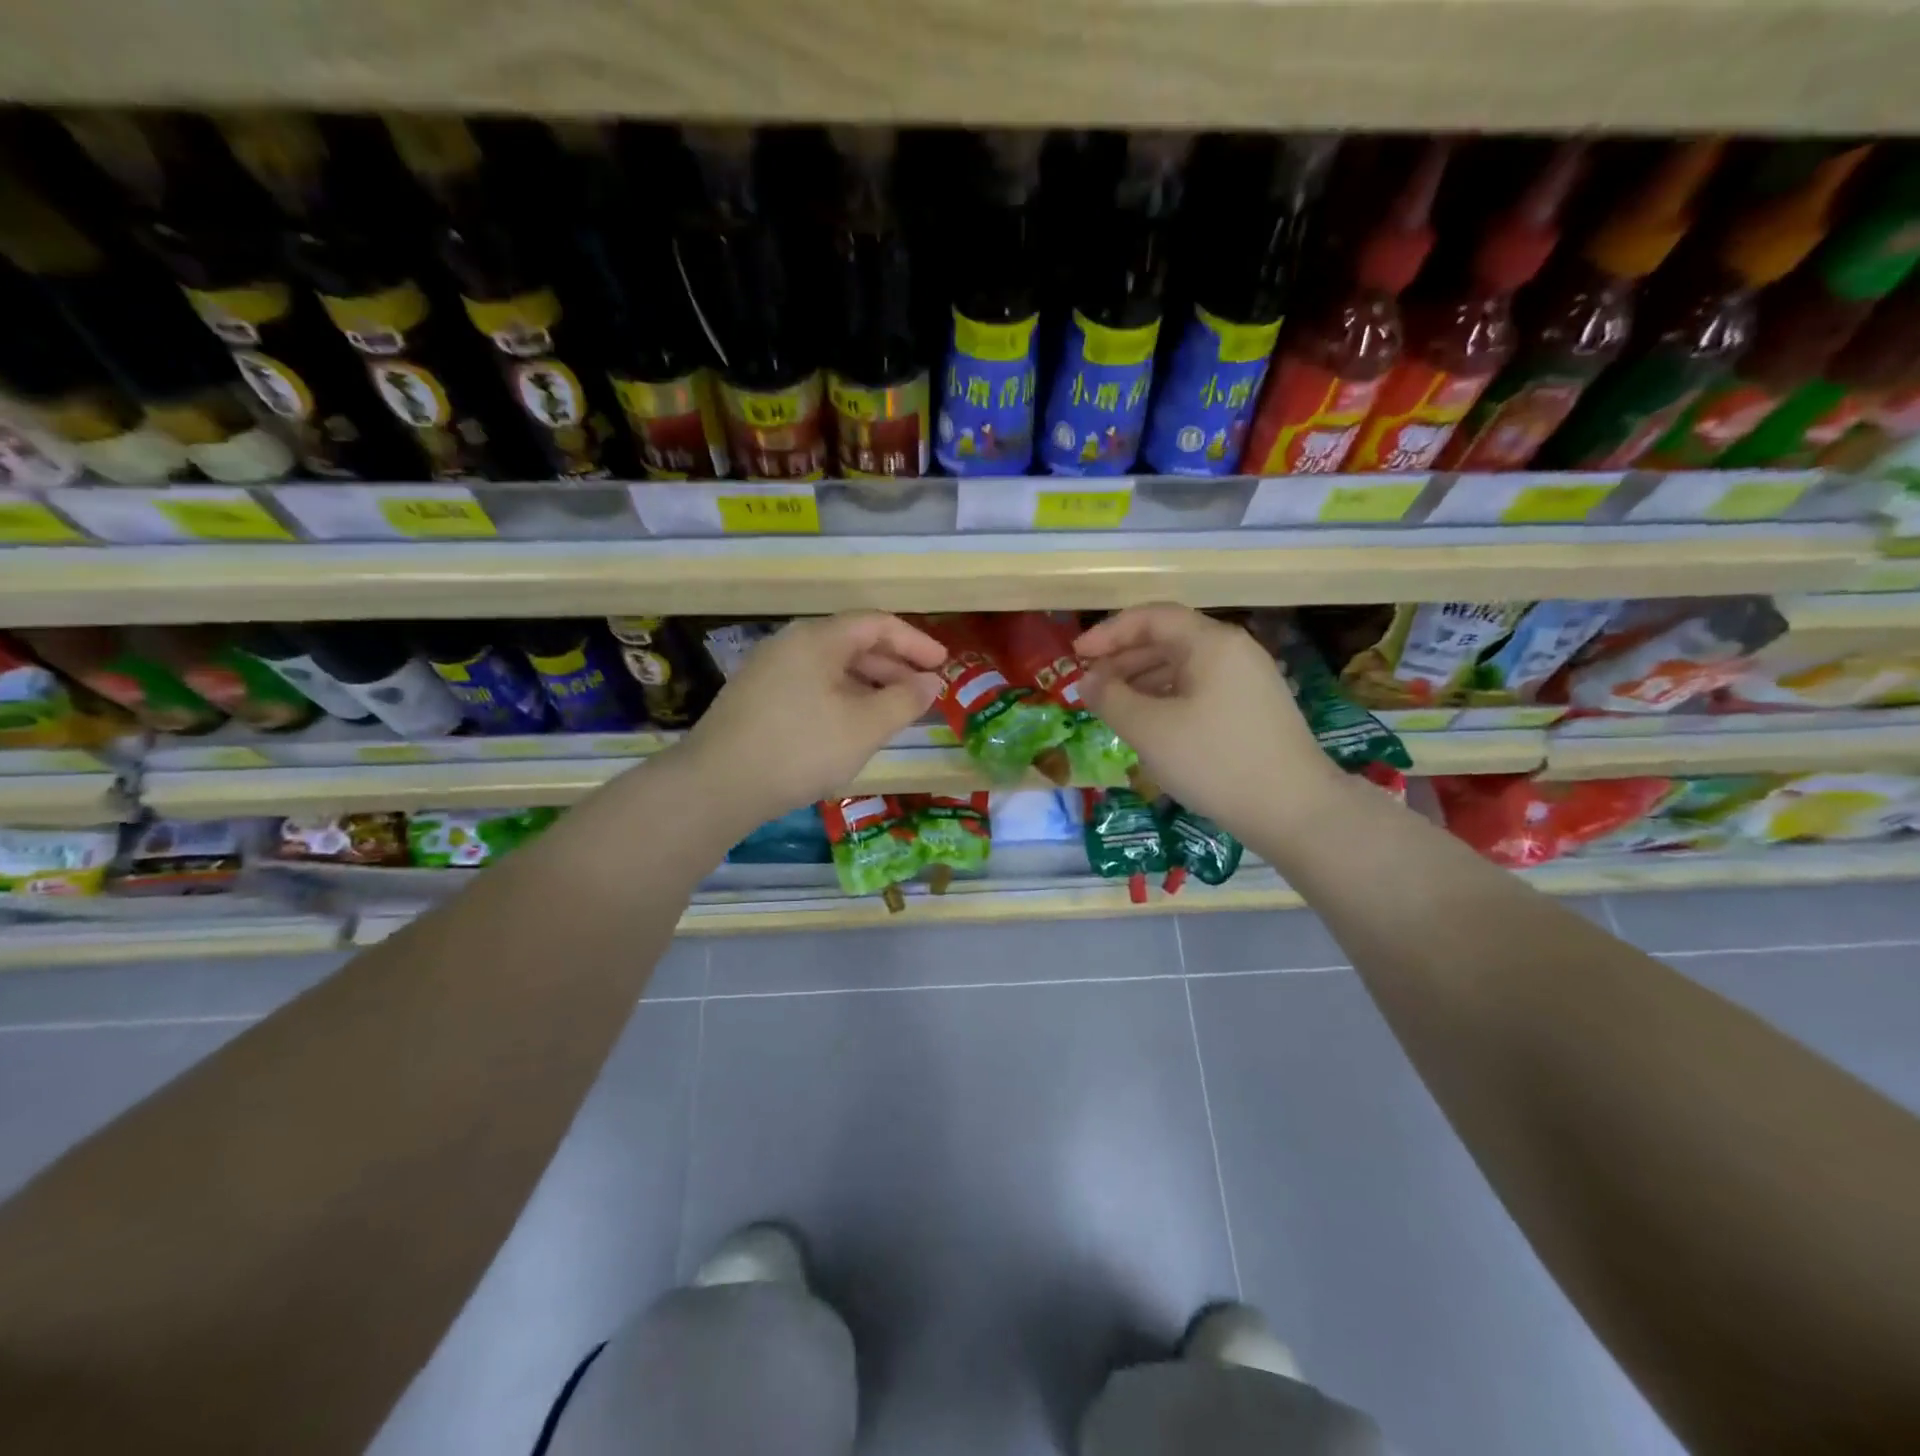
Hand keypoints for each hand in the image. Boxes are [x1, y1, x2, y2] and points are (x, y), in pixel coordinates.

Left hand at [681, 612, 944, 820]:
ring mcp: (769, 671)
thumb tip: (930, 683)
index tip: (943, 665)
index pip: (877, 624)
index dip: (915, 642)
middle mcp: (791, 644)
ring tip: (893, 714)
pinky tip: (851, 728)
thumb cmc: (800, 748)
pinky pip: (811, 686)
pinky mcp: (756, 699)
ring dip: (869, 686)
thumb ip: (905, 701)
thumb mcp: (864, 727)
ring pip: (832, 668)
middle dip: (894, 667)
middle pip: (853, 643)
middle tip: (923, 694)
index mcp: (818, 638)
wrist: (716, 786)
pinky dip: (842, 699)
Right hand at [1076, 604, 1337, 833]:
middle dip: (1123, 659)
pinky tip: (1150, 725)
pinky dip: (1167, 699)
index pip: (1152, 618)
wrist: (1294, 810)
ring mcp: (1248, 681)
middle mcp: (1233, 652)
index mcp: (1211, 643)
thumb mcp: (1150, 730)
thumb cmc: (1215, 761)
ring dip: (1142, 681)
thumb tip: (1088, 681)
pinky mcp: (1253, 710)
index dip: (1109, 633)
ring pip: (1184, 668)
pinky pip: (1199, 690)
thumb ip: (1111, 698)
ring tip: (1113, 707)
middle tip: (1090, 686)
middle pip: (1168, 639)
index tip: (1076, 656)